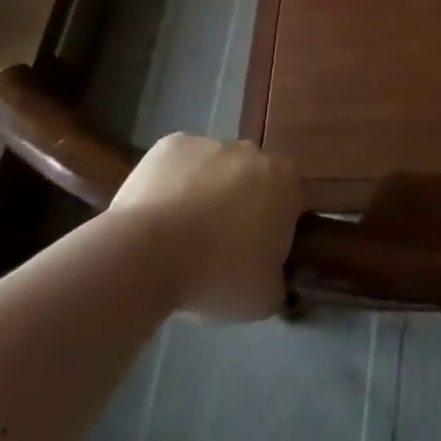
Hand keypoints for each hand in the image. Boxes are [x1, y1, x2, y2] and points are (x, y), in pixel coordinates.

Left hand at [110, 134, 303, 321]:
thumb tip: (274, 275)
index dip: (278, 225)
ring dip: (208, 192)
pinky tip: (159, 215)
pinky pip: (180, 164)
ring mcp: (211, 142)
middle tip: (222, 244)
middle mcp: (253, 151)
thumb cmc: (216, 274)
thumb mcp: (264, 298)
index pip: (293, 199)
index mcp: (286, 180)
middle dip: (244, 203)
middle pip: (254, 178)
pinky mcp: (171, 144)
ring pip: (216, 168)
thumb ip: (279, 278)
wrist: (146, 255)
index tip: (259, 252)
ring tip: (183, 234)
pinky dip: (174, 183)